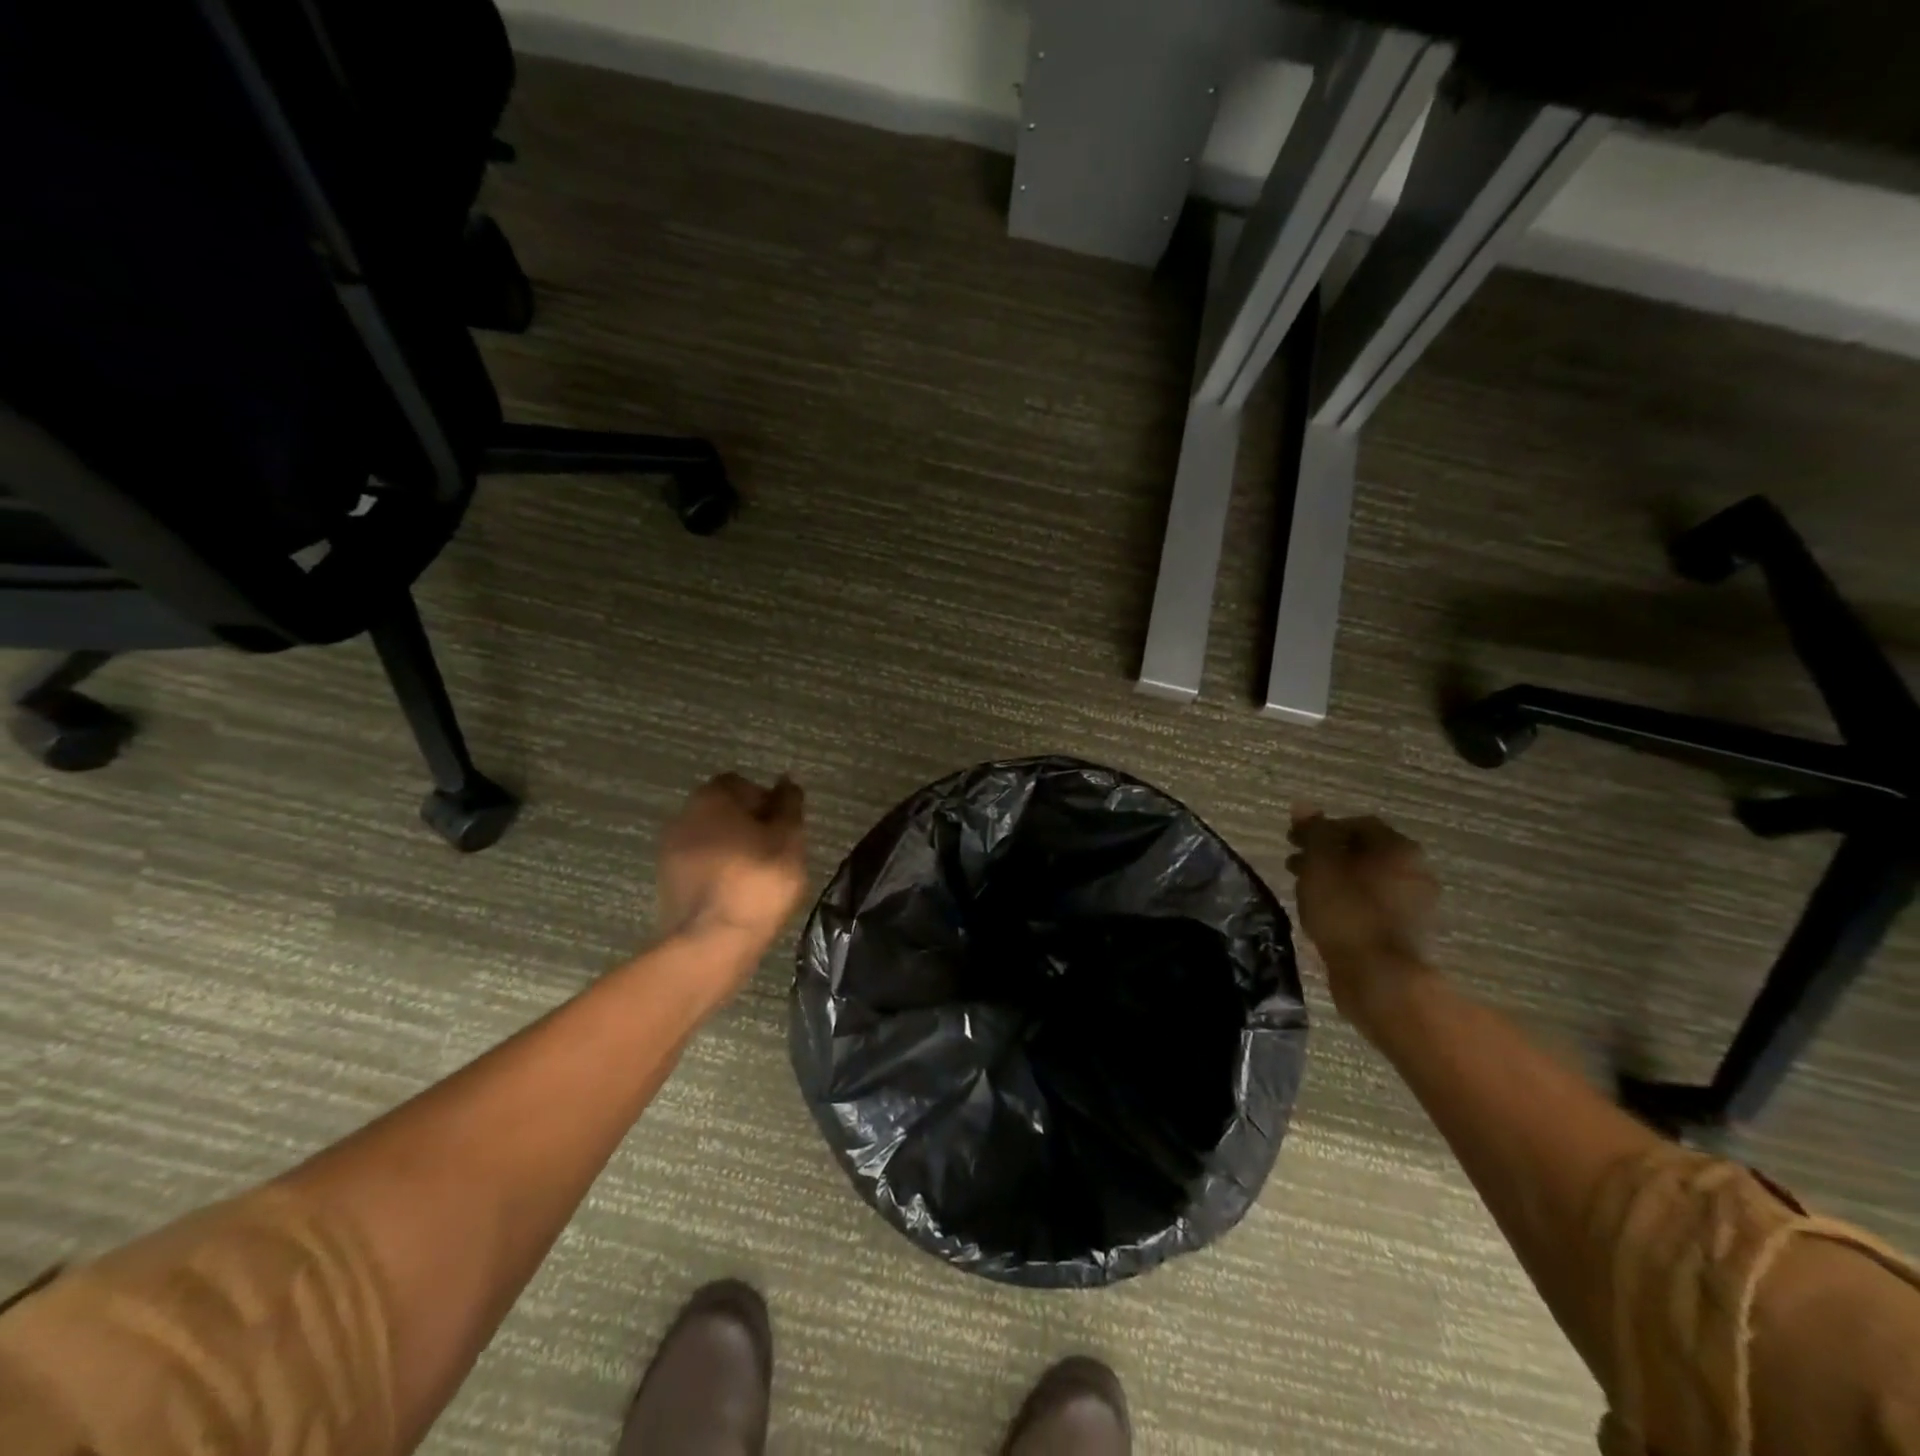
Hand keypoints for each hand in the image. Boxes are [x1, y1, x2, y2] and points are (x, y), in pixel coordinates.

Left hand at [657, 773, 807, 958]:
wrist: (710, 944)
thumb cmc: (757, 883)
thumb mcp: (789, 840)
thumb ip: (789, 807)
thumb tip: (786, 783)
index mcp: (712, 798)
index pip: (742, 784)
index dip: (766, 801)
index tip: (784, 827)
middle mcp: (684, 816)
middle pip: (723, 811)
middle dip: (749, 825)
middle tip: (776, 851)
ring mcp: (669, 851)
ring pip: (711, 839)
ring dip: (733, 849)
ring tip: (759, 876)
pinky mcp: (667, 883)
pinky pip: (700, 866)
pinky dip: (719, 872)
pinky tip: (738, 893)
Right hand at [1285, 807, 1439, 1024]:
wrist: (1380, 979)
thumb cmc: (1347, 913)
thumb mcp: (1321, 865)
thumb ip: (1314, 833)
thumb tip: (1304, 805)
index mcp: (1399, 848)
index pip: (1357, 824)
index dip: (1322, 829)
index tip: (1293, 842)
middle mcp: (1417, 870)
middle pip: (1365, 852)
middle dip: (1328, 855)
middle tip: (1295, 867)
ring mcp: (1417, 904)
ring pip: (1369, 880)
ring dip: (1338, 880)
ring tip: (1307, 893)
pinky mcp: (1410, 933)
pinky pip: (1375, 906)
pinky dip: (1351, 903)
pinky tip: (1329, 916)